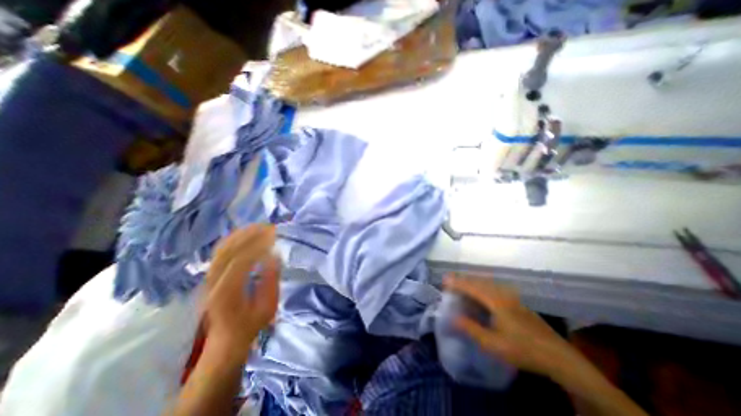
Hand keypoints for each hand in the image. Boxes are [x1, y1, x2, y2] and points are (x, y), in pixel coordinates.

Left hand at [203, 224, 278, 361]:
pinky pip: (220, 250)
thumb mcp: (268, 307)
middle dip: (250, 235)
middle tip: (269, 226)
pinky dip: (233, 238)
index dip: (258, 246)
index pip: (240, 261)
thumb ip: (271, 281)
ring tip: (260, 226)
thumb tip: (274, 255)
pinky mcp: (210, 274)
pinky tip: (246, 232)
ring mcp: (209, 277)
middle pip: (228, 250)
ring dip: (241, 233)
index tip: (274, 236)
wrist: (226, 339)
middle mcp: (213, 281)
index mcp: (227, 293)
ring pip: (222, 248)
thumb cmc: (251, 324)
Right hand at [443, 275, 581, 377]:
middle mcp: (502, 294)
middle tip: (449, 281)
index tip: (444, 280)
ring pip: (487, 283)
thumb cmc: (522, 350)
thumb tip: (453, 318)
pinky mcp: (516, 302)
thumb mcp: (493, 344)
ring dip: (472, 282)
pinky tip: (480, 293)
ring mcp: (511, 297)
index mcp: (495, 301)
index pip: (471, 287)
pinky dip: (481, 286)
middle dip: (462, 279)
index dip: (457, 283)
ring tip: (461, 284)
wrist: (557, 356)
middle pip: (479, 281)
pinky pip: (493, 288)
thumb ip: (471, 329)